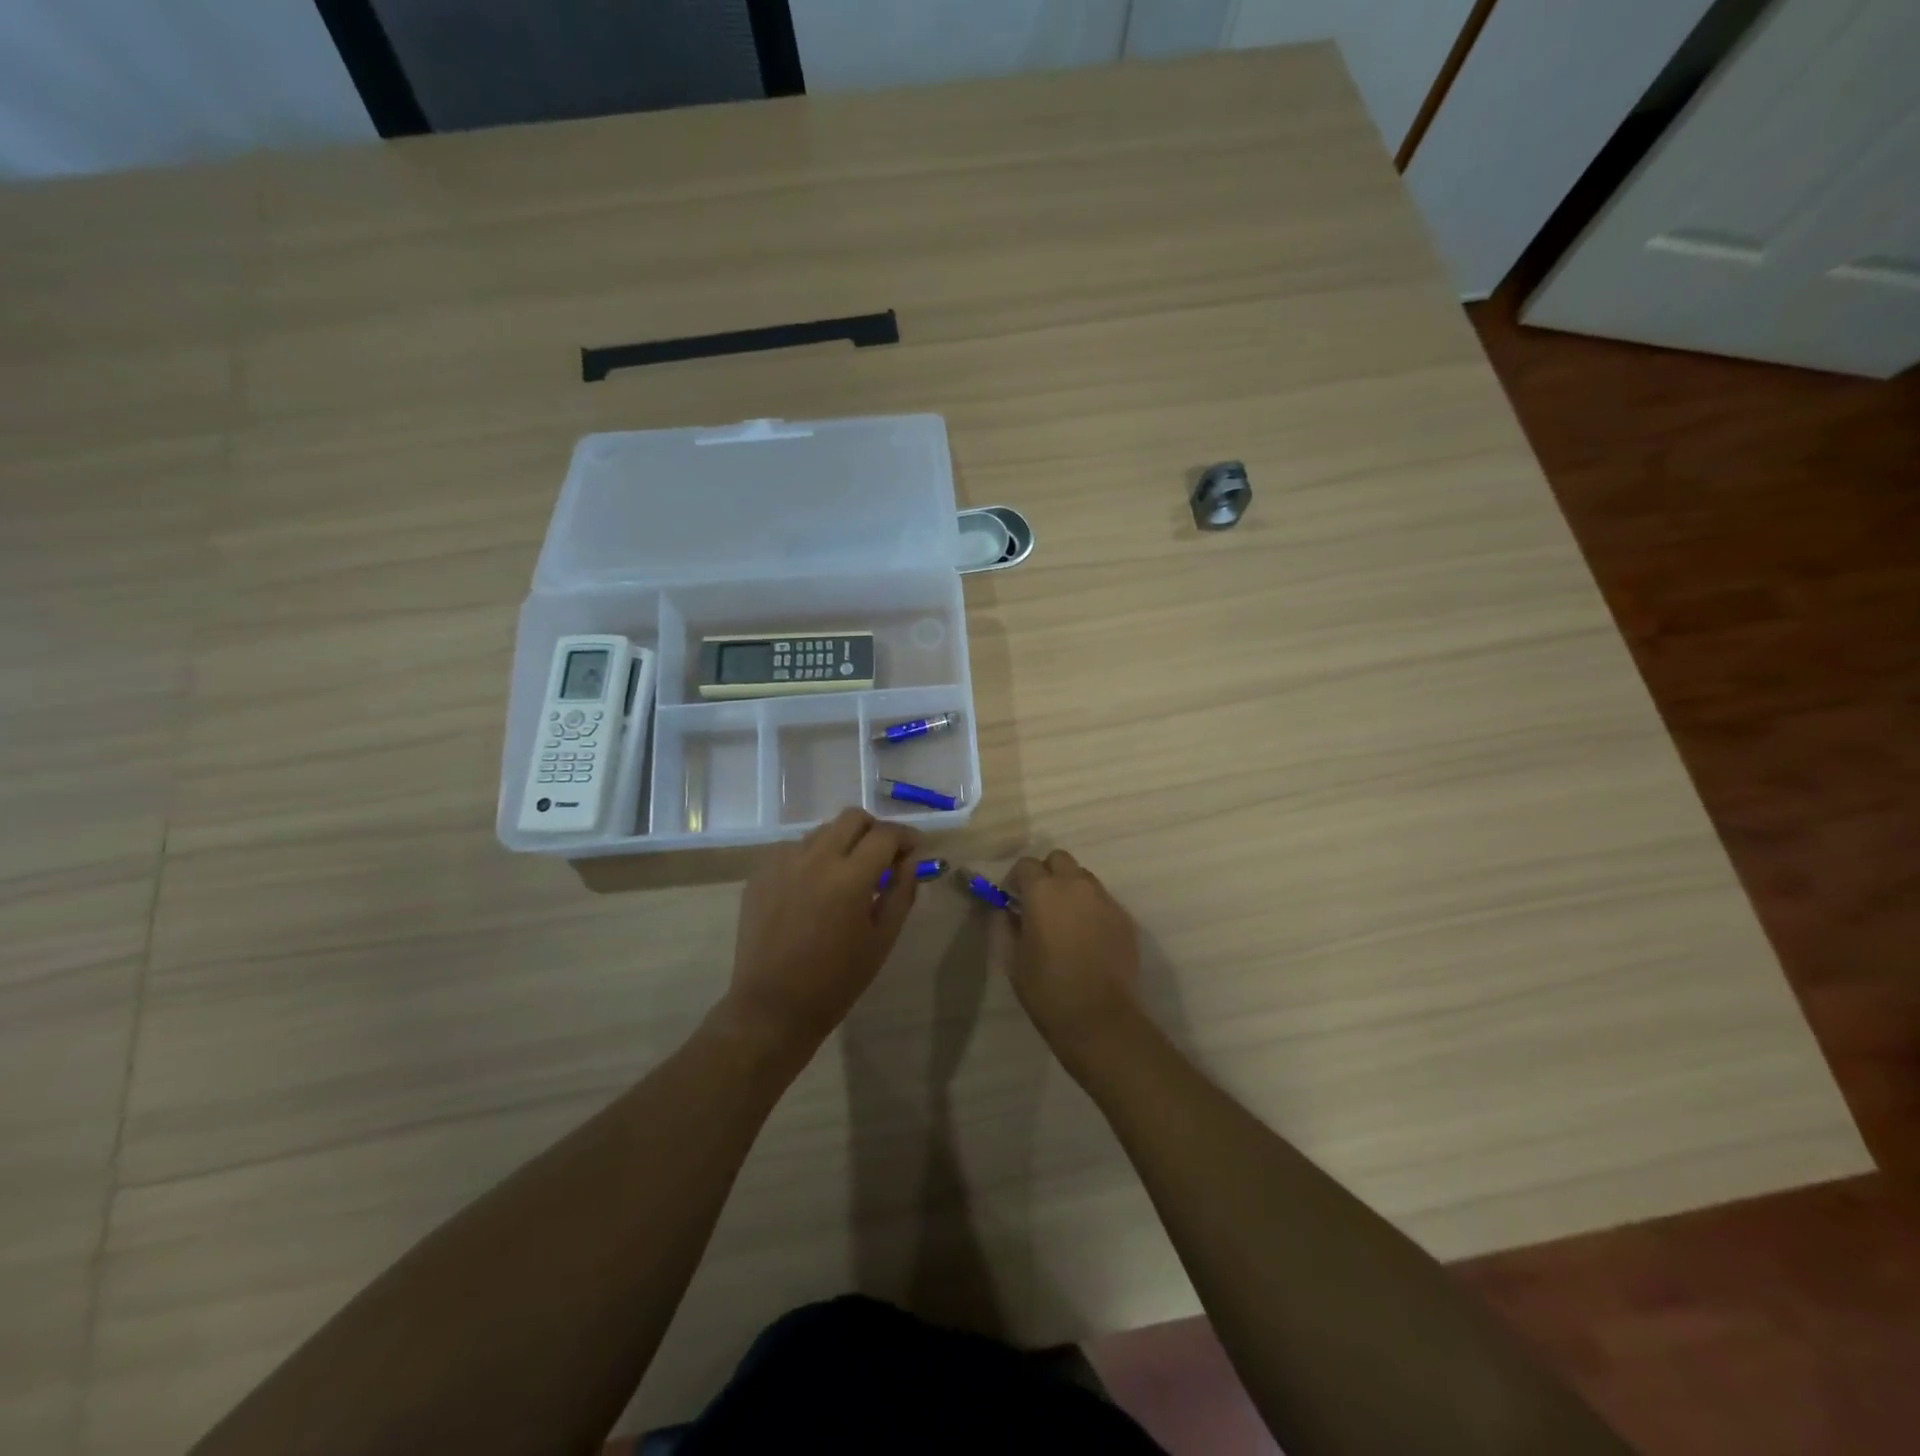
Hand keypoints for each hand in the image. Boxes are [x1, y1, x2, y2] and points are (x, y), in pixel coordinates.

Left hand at [722, 808, 918, 1053]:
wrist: (773, 1006)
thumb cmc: (837, 979)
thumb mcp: (882, 939)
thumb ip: (901, 892)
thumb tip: (909, 860)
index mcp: (850, 876)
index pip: (886, 834)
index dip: (906, 836)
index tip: (914, 849)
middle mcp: (815, 858)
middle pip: (852, 817)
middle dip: (874, 829)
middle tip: (882, 855)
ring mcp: (782, 862)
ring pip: (821, 831)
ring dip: (842, 842)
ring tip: (846, 872)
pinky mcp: (760, 873)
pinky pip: (793, 849)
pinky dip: (811, 857)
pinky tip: (813, 886)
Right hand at [995, 850, 1143, 1067]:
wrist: (1099, 1017)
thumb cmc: (1046, 988)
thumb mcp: (1012, 958)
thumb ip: (1004, 925)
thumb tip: (1003, 910)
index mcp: (1042, 891)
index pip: (1026, 864)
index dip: (1016, 879)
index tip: (1013, 899)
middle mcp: (1075, 885)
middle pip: (1059, 859)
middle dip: (1047, 873)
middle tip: (1040, 902)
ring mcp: (1104, 899)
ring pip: (1084, 878)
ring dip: (1071, 888)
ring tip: (1066, 919)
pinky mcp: (1124, 917)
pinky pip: (1103, 900)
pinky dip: (1092, 908)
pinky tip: (1088, 937)